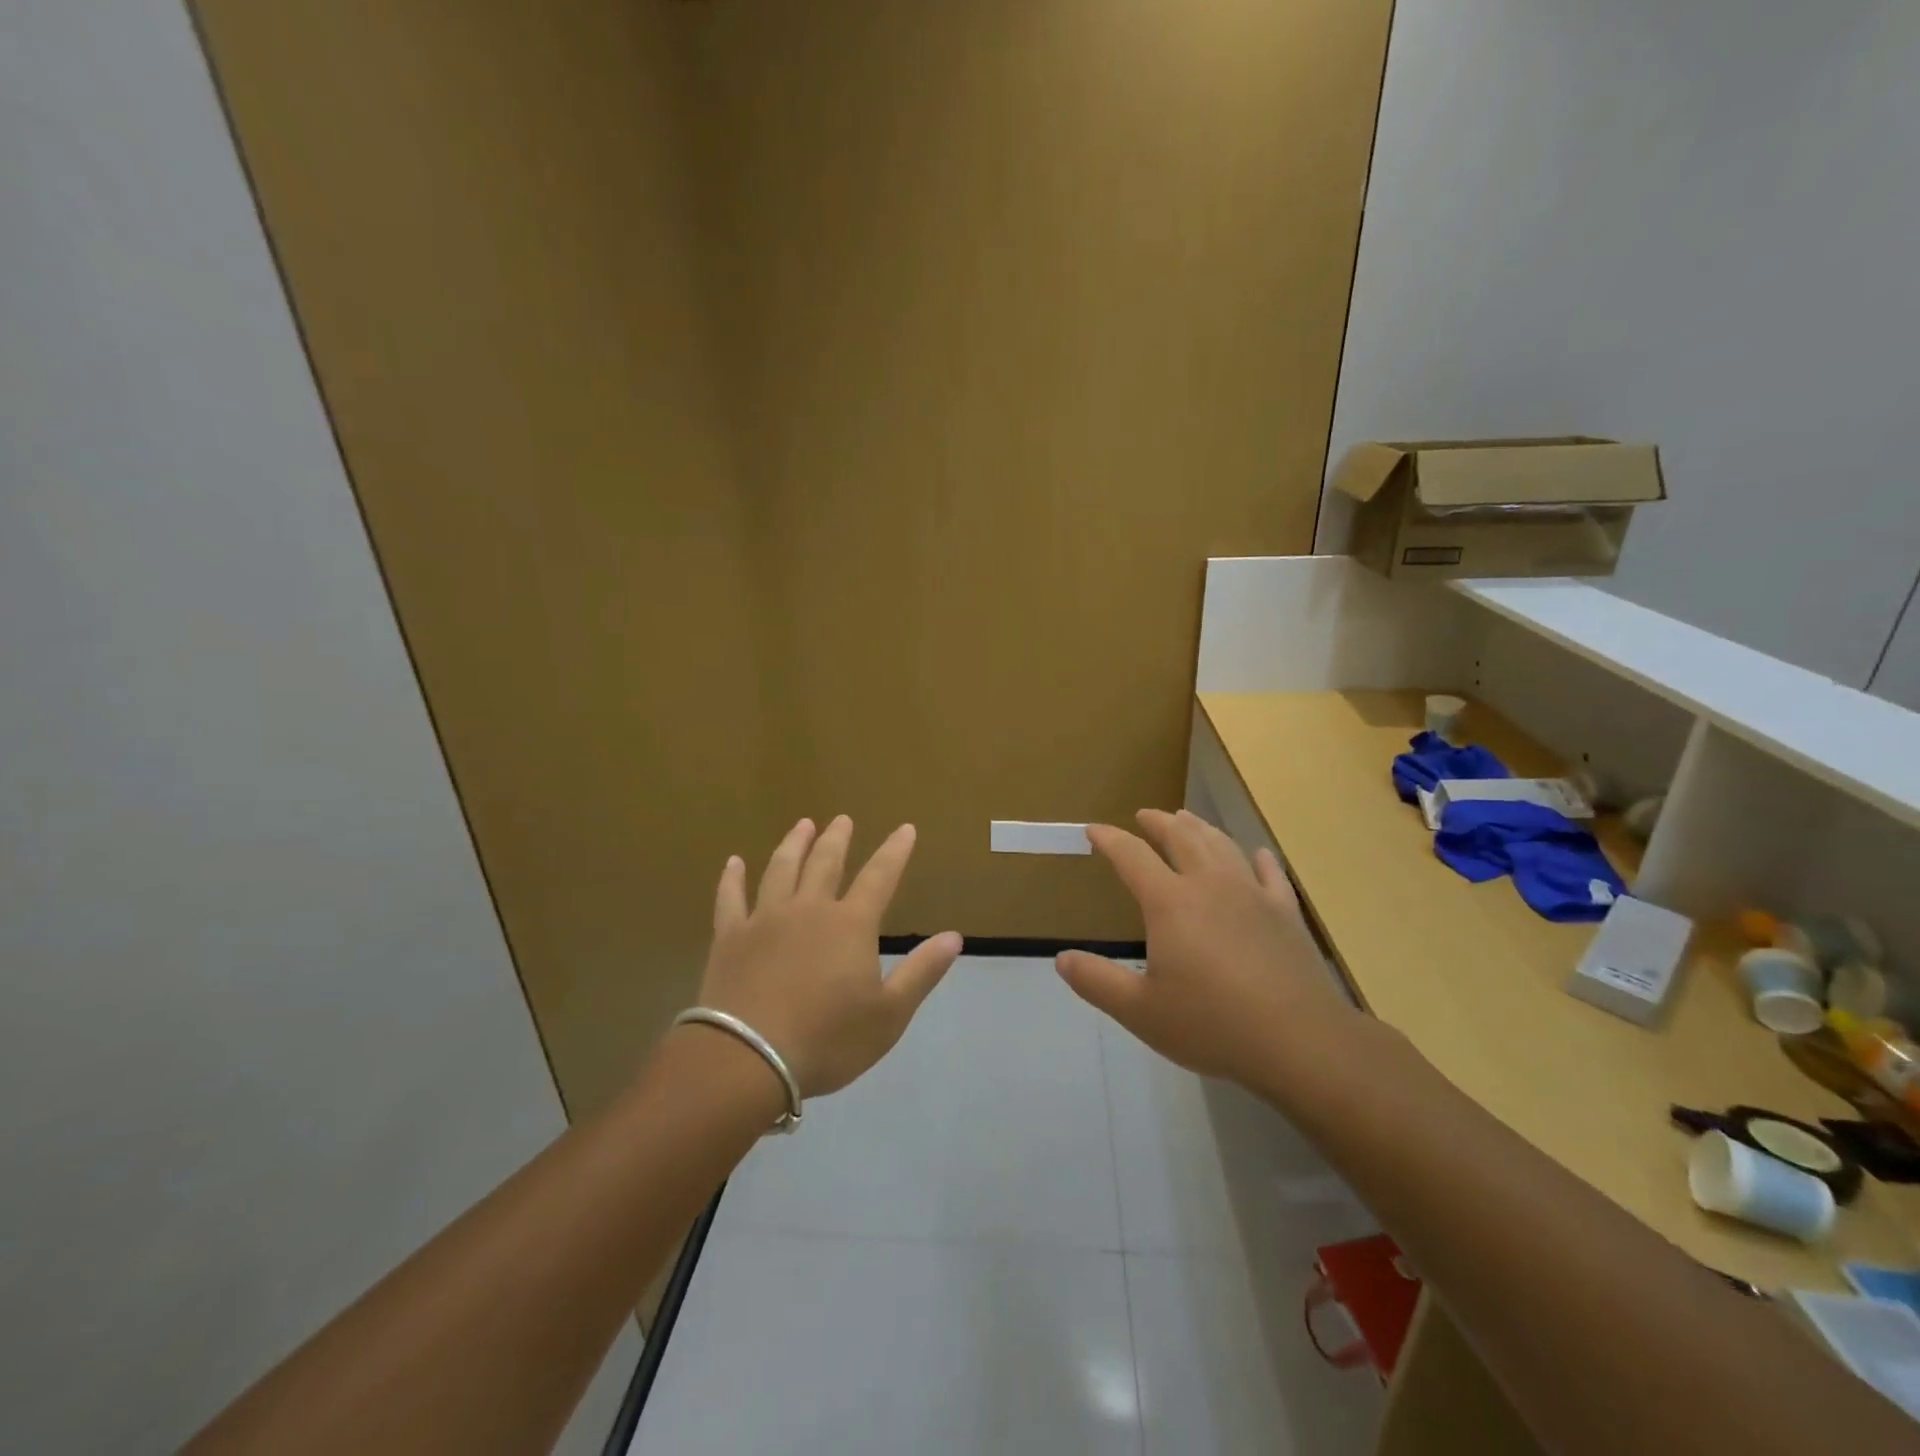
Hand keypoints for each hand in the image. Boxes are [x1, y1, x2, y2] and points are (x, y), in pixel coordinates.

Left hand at [694, 816, 962, 1098]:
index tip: (905, 828)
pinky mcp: (730, 937)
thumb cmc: (828, 1040)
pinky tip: (733, 862)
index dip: (895, 851)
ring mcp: (765, 919)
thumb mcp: (889, 1015)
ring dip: (794, 844)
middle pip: (826, 862)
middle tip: (843, 818)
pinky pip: (730, 897)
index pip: (880, 876)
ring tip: (802, 825)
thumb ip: (922, 972)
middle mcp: (809, 909)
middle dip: (838, 838)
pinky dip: (732, 877)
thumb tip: (954, 936)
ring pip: (781, 869)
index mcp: (850, 925)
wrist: (748, 1059)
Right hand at [1056, 809, 1358, 1088]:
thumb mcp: (1140, 1011)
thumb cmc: (1212, 1024)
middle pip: (1181, 838)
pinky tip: (1256, 854)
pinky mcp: (1285, 913)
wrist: (1299, 1041)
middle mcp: (1209, 885)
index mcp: (1170, 902)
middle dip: (1158, 822)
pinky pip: (1269, 873)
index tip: (1094, 830)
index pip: (1131, 856)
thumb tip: (1062, 959)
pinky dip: (1258, 858)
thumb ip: (1098, 981)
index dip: (1109, 839)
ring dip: (1200, 828)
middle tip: (1145, 815)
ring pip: (1222, 845)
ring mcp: (1252, 895)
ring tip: (1187, 819)